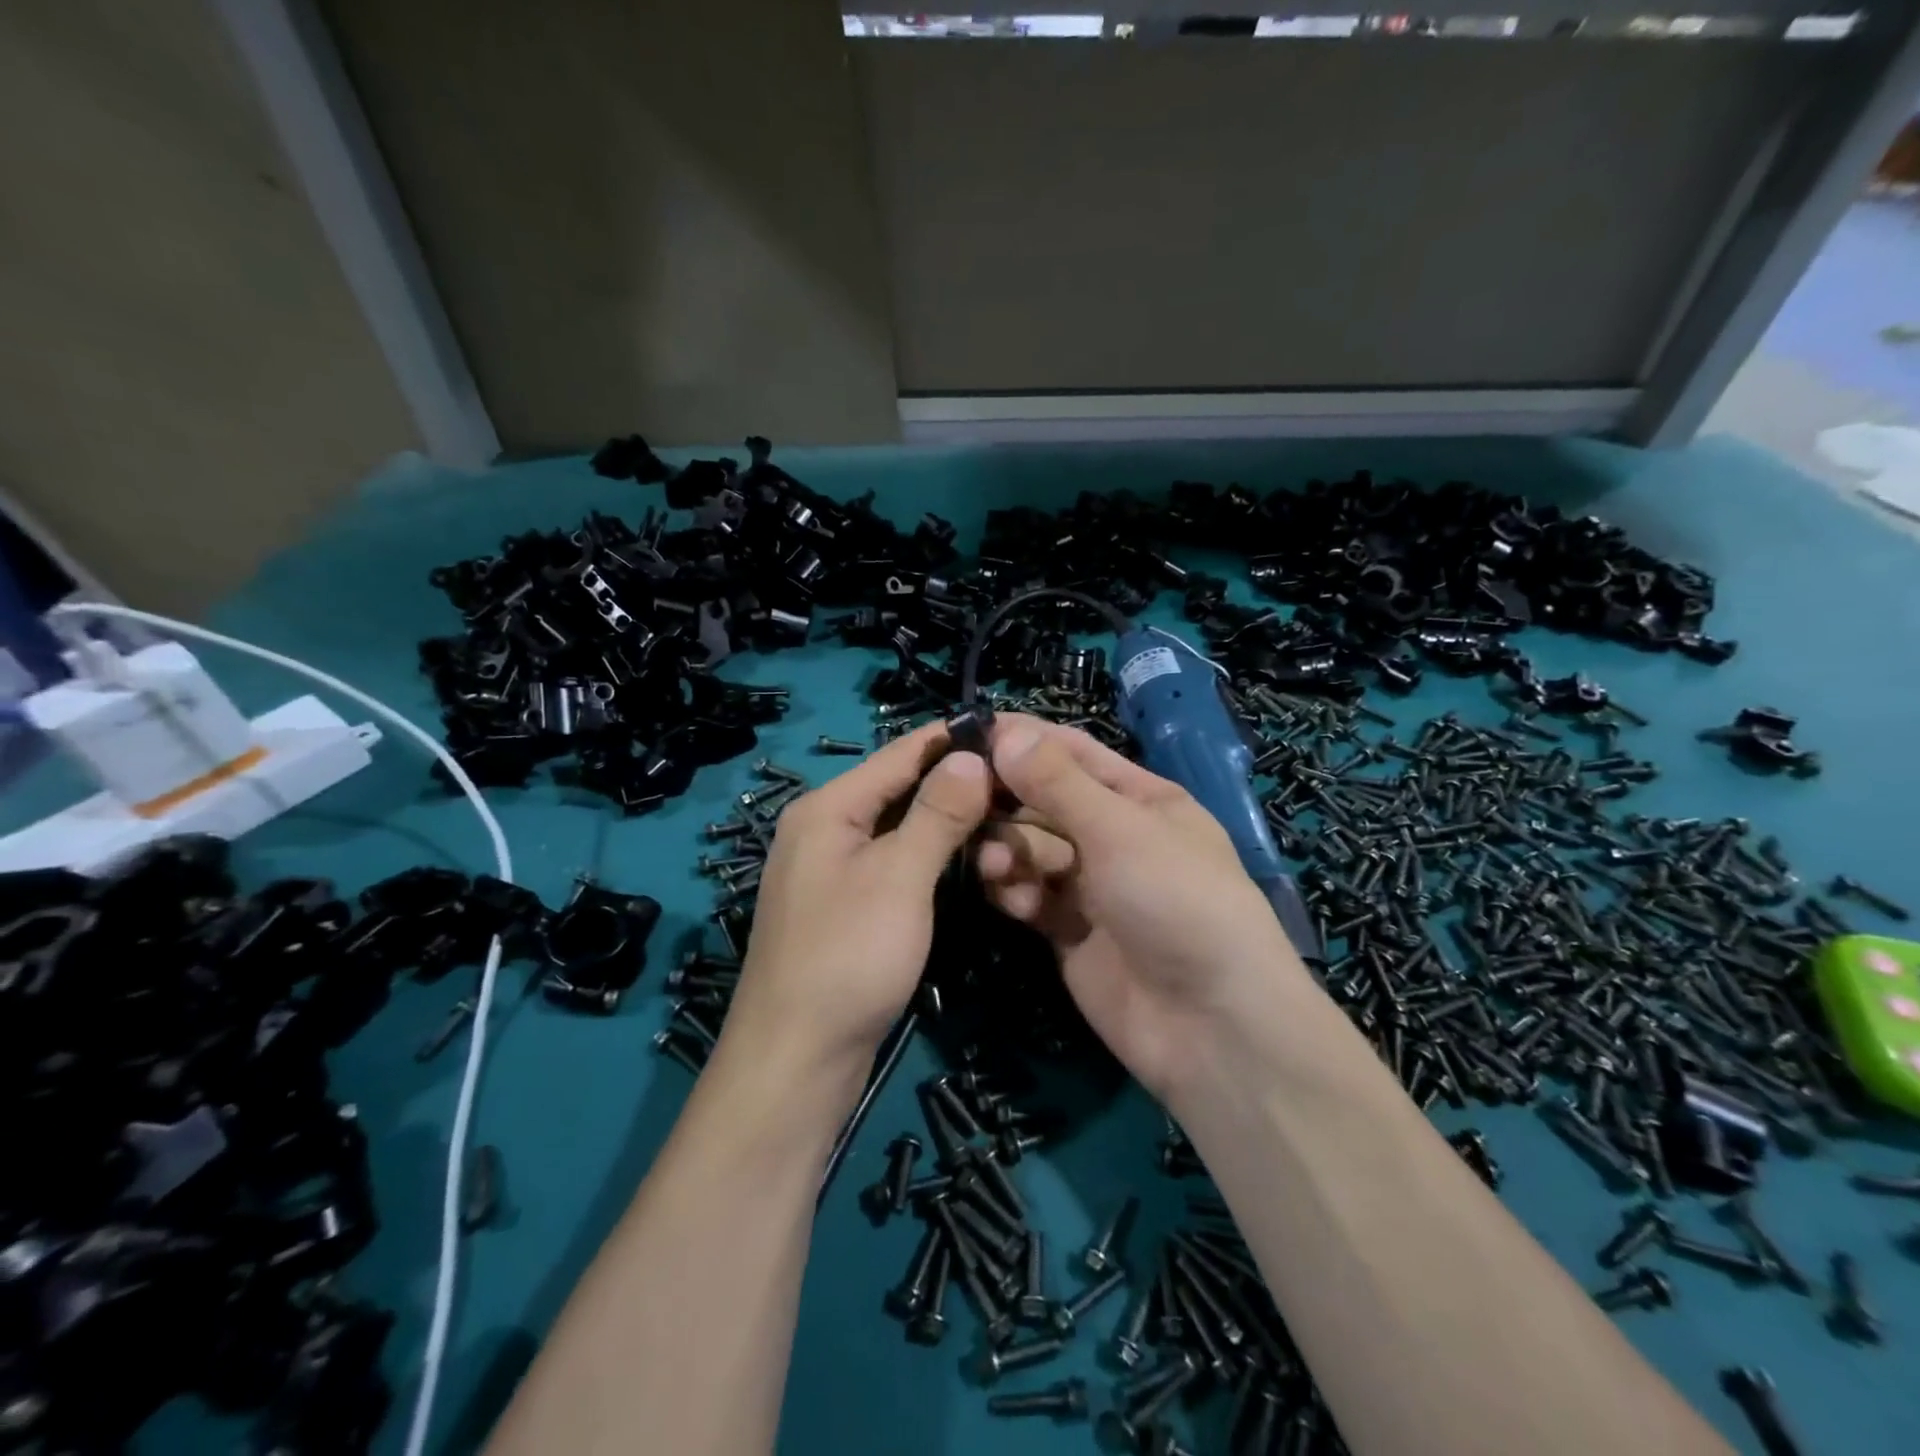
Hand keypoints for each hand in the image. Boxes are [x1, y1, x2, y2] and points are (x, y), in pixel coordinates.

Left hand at [725, 723, 992, 1076]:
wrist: (797, 1059)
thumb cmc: (848, 956)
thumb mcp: (900, 876)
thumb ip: (937, 812)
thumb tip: (971, 755)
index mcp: (827, 807)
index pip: (899, 753)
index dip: (953, 739)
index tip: (1009, 734)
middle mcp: (823, 828)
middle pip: (898, 788)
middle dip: (956, 783)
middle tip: (1020, 783)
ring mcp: (832, 869)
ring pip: (899, 828)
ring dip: (947, 821)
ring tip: (1006, 815)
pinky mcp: (845, 905)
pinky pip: (894, 862)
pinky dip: (930, 855)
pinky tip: (969, 859)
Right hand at [975, 716, 1312, 1100]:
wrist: (1210, 1024)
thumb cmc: (1177, 900)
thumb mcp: (1120, 829)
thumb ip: (1057, 782)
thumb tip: (1006, 732)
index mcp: (1139, 798)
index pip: (1071, 752)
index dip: (1023, 739)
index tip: (966, 731)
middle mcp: (1112, 836)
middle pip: (1043, 801)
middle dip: (1008, 800)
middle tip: (964, 802)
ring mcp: (1090, 886)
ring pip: (1031, 849)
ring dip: (1009, 850)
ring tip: (996, 864)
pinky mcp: (1069, 931)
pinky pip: (1031, 895)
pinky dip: (1017, 892)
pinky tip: (1015, 900)